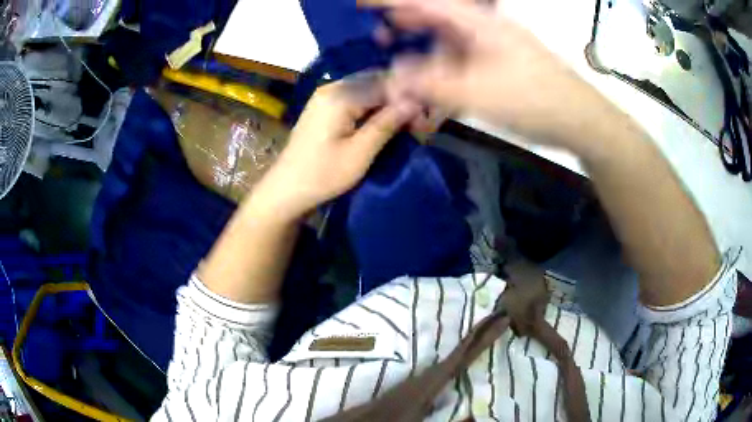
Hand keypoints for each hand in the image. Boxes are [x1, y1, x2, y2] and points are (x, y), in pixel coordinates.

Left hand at [248, 77, 419, 221]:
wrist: (286, 189)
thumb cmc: (322, 175)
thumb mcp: (359, 153)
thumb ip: (387, 124)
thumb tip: (414, 102)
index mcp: (340, 95)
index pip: (385, 84)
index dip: (409, 99)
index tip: (426, 120)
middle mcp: (332, 86)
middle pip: (376, 82)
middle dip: (400, 99)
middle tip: (418, 123)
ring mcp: (326, 95)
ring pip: (368, 88)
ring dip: (388, 103)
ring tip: (405, 124)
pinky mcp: (325, 105)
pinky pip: (356, 97)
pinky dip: (373, 107)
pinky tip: (384, 122)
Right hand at [364, 0, 614, 148]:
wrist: (580, 120)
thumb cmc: (533, 99)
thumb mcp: (476, 92)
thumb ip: (429, 84)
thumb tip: (391, 78)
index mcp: (476, 22)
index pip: (424, 2)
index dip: (389, 0)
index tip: (360, 3)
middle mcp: (483, 28)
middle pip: (435, 17)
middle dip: (403, 25)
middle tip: (379, 38)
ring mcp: (493, 47)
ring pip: (448, 40)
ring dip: (423, 50)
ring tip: (401, 62)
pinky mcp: (501, 66)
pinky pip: (463, 61)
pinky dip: (444, 71)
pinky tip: (435, 87)